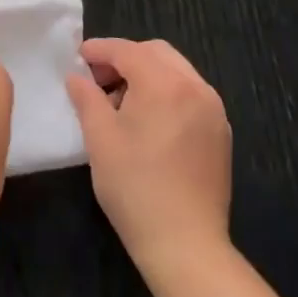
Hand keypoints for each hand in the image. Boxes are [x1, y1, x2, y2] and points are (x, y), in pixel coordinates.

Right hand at [66, 38, 232, 272]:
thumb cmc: (135, 187)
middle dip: (125, 58)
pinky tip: (149, 120)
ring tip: (121, 101)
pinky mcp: (220, 132)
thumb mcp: (99, 138)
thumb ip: (86, 97)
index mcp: (164, 84)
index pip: (127, 50)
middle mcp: (195, 87)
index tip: (78, 58)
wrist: (186, 245)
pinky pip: (191, 94)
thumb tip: (77, 77)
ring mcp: (213, 110)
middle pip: (156, 53)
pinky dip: (167, 92)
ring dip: (147, 74)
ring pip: (176, 71)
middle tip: (98, 80)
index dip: (99, 50)